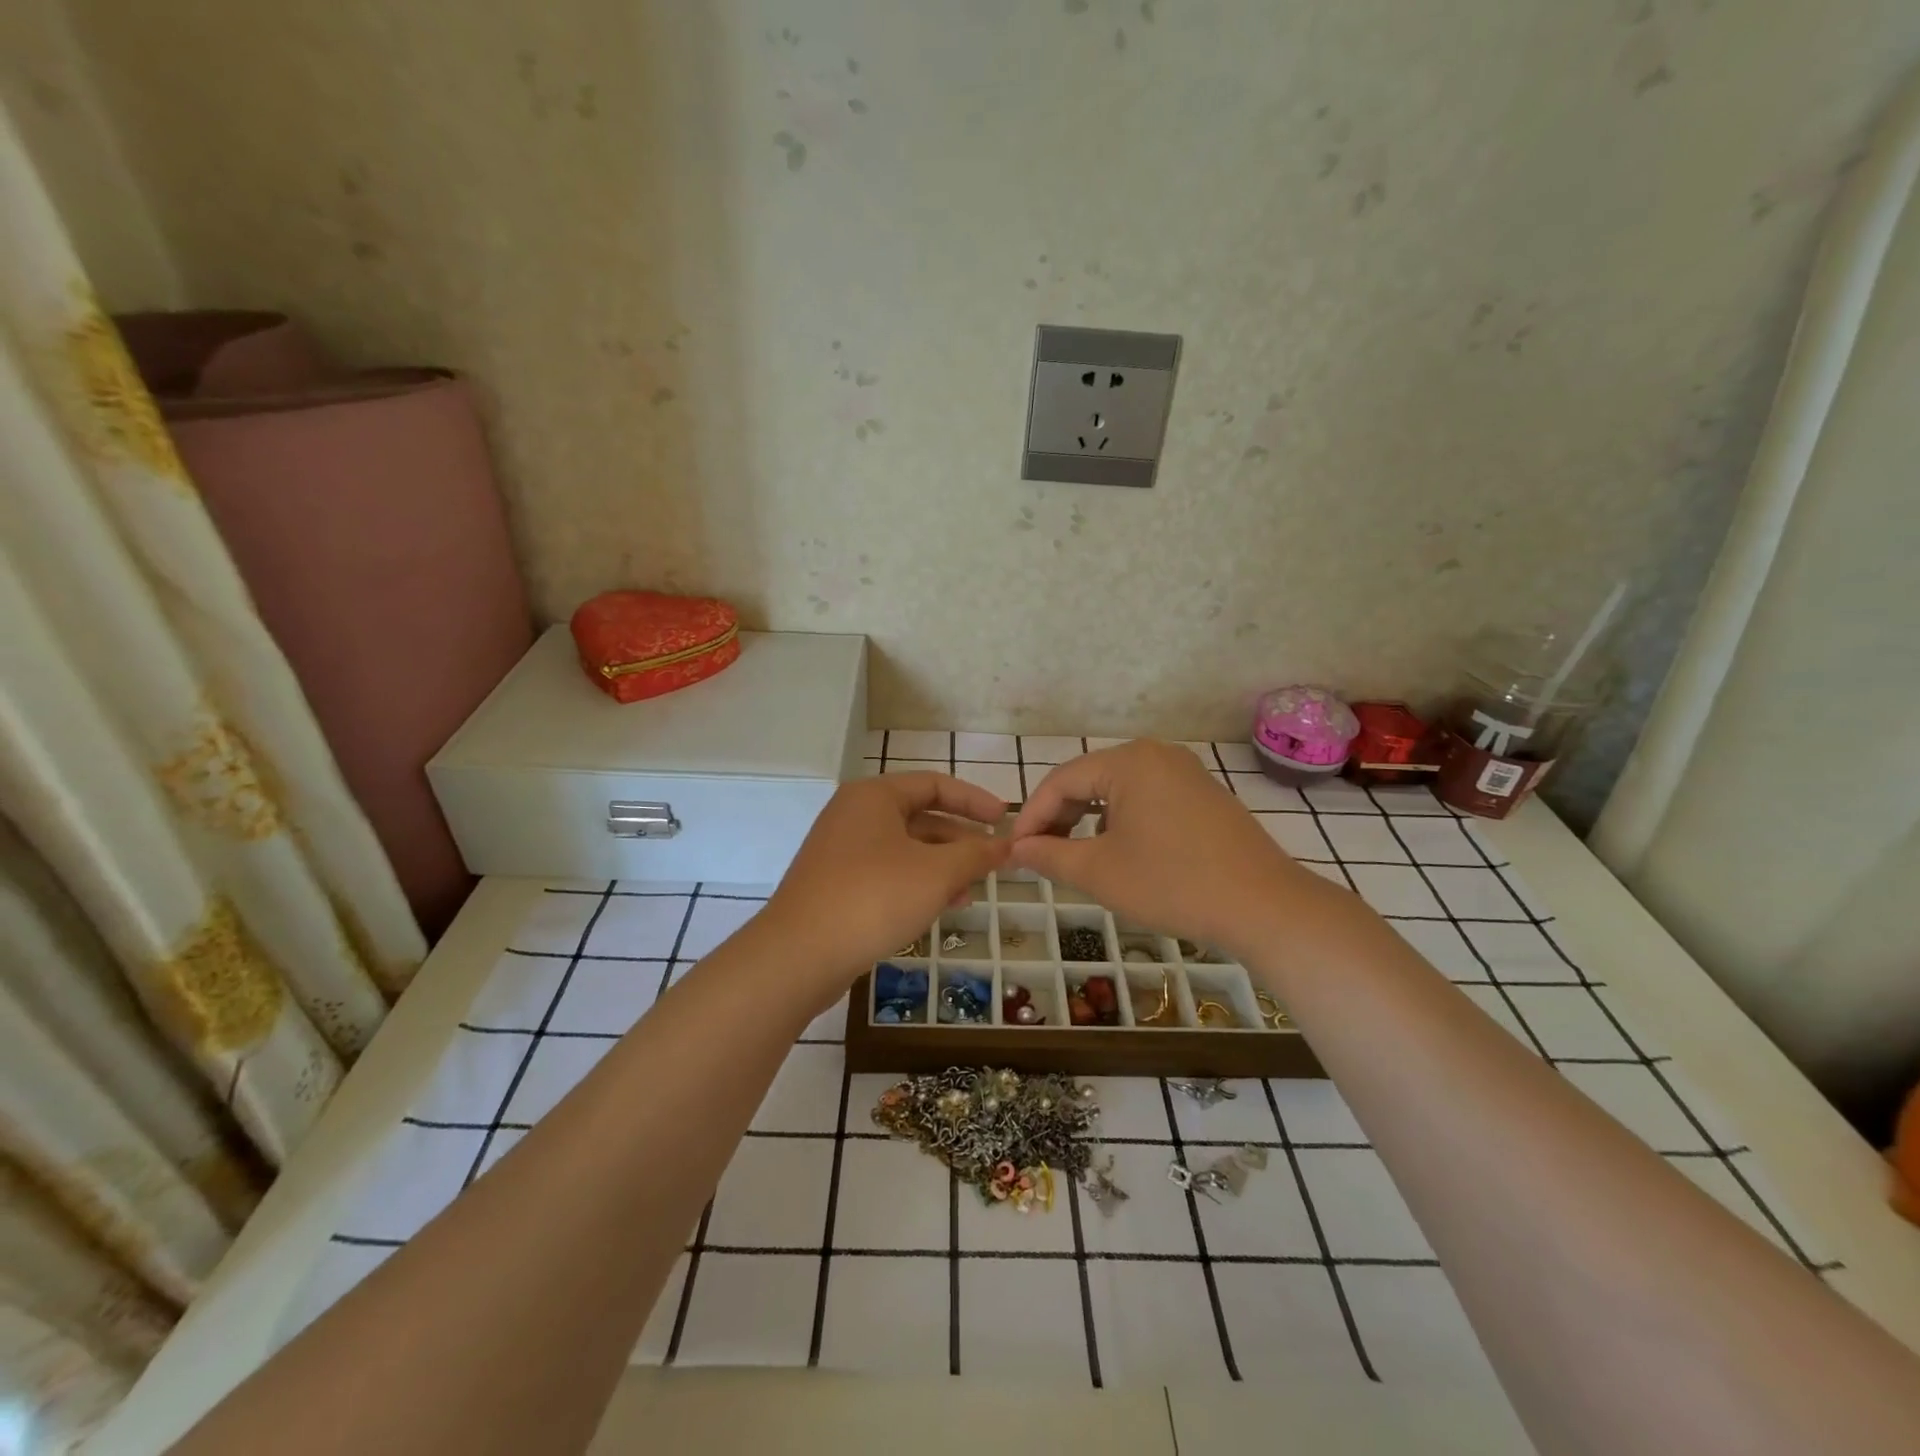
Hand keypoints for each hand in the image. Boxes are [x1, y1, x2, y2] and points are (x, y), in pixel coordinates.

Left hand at [763, 772, 1009, 985]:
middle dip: (959, 840)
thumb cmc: (873, 898)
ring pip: (904, 848)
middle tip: (992, 862)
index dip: (974, 800)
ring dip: (942, 866)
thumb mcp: (936, 873)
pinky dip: (916, 883)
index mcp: (874, 796)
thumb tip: (1004, 845)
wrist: (798, 954)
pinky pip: (887, 872)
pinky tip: (939, 908)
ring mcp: (840, 850)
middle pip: (919, 816)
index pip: (934, 784)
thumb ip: (975, 855)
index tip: (1004, 819)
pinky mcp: (835, 883)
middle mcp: (854, 814)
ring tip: (971, 892)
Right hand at [1008, 740, 1325, 958]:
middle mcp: (1157, 754)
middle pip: (1090, 779)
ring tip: (1076, 856)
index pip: (1061, 781)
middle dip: (1060, 817)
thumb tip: (1017, 850)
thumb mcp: (1099, 872)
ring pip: (1119, 790)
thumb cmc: (1172, 883)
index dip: (1032, 817)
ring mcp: (1186, 773)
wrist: (1264, 906)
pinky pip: (1148, 799)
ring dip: (1090, 820)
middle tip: (1040, 855)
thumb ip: (1049, 855)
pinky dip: (1123, 821)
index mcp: (1128, 762)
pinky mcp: (1205, 795)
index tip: (1014, 851)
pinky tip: (1122, 853)